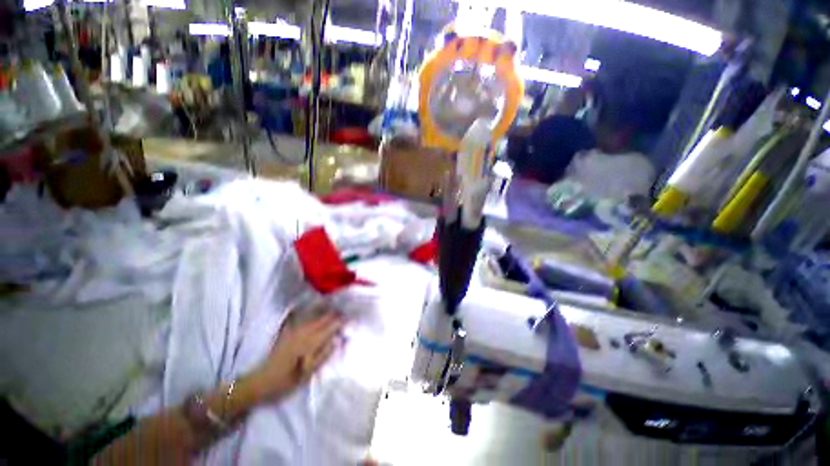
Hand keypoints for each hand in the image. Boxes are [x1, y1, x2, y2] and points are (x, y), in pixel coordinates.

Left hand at [248, 312, 343, 402]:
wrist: (261, 382)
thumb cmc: (286, 381)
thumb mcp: (307, 374)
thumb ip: (323, 355)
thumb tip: (337, 340)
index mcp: (309, 343)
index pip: (329, 328)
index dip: (340, 322)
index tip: (350, 317)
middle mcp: (303, 333)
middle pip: (322, 320)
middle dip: (334, 315)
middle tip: (344, 311)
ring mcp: (294, 332)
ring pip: (313, 317)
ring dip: (324, 312)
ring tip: (333, 307)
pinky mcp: (287, 334)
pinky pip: (301, 319)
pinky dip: (310, 313)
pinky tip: (312, 310)